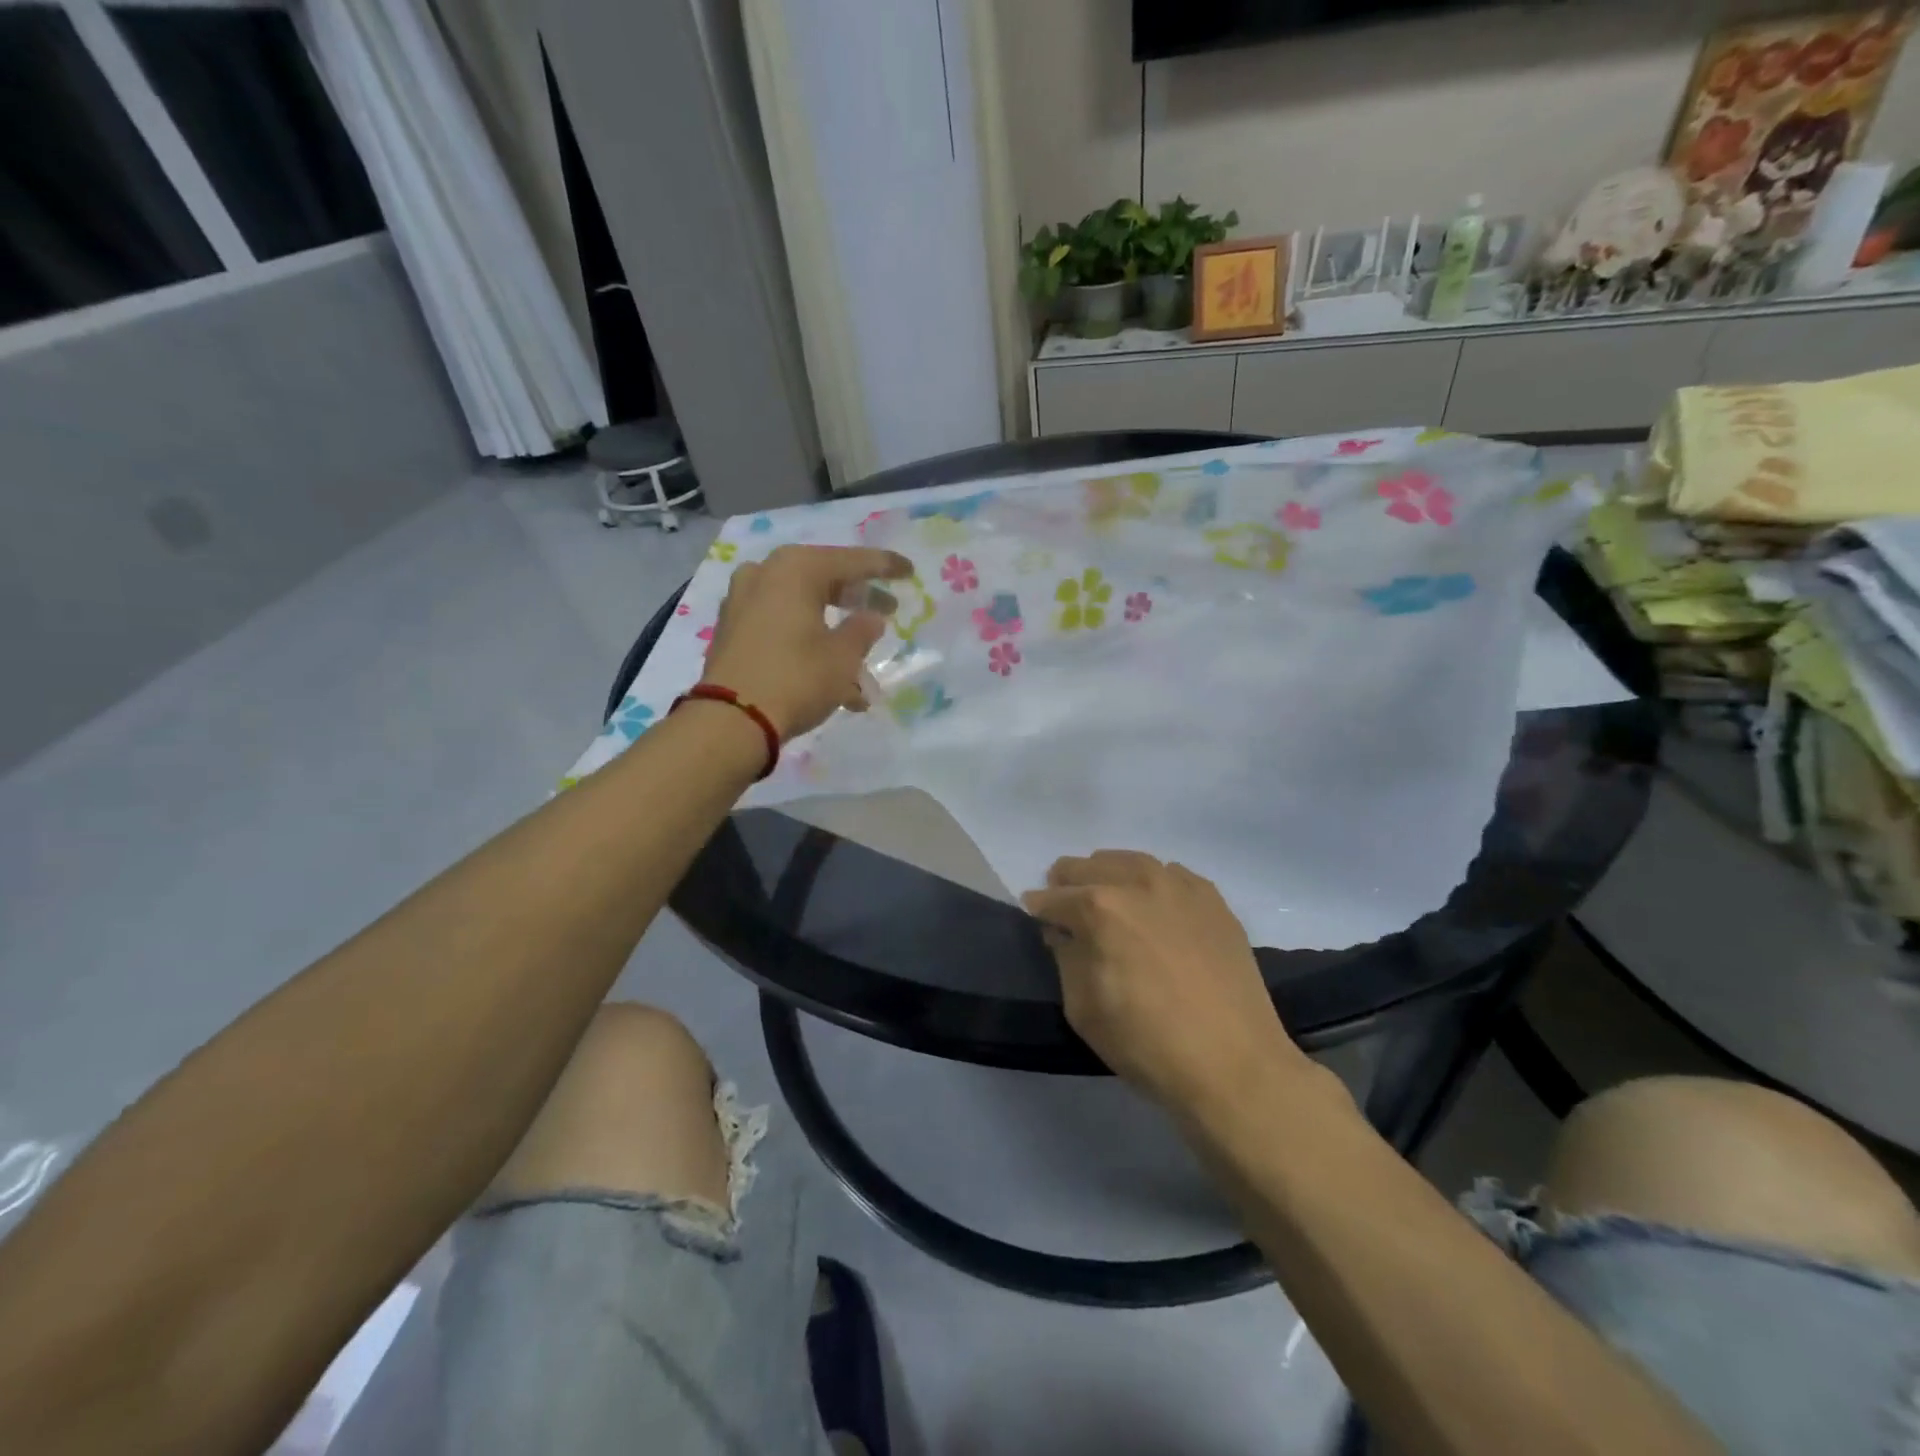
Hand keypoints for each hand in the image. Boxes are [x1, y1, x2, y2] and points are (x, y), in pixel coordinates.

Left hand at [700, 544, 911, 739]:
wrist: (731, 720)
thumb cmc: (796, 678)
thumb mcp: (843, 657)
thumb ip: (863, 630)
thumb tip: (871, 617)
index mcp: (795, 569)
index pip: (851, 561)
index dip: (884, 567)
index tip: (909, 571)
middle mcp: (765, 574)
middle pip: (823, 579)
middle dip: (857, 598)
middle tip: (887, 609)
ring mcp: (742, 602)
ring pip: (802, 607)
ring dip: (833, 629)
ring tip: (861, 660)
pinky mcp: (733, 631)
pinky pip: (781, 626)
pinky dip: (808, 642)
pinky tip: (832, 677)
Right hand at [1024, 851, 1312, 1115]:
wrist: (1233, 1064)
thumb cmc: (1146, 1043)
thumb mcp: (1082, 1008)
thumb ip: (1066, 958)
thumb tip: (1064, 933)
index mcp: (1099, 907)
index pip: (1053, 898)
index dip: (1039, 909)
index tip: (1037, 918)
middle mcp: (1137, 882)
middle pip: (1089, 866)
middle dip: (1069, 883)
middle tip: (1066, 905)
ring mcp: (1179, 886)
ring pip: (1130, 861)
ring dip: (1109, 874)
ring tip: (1107, 896)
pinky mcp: (1212, 899)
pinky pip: (1171, 874)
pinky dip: (1152, 882)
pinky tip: (1153, 904)